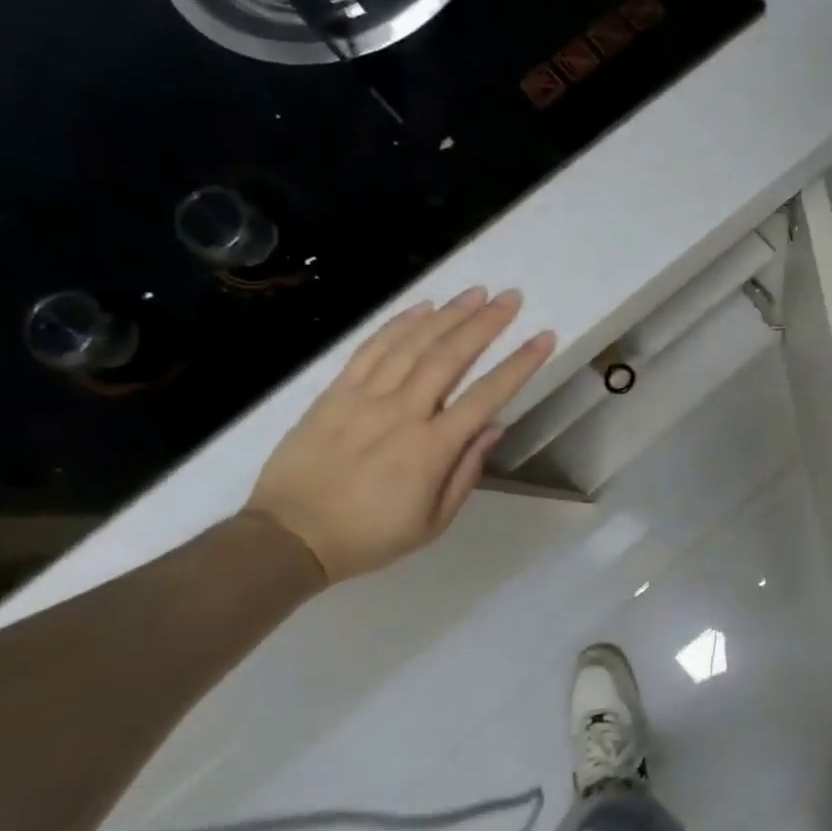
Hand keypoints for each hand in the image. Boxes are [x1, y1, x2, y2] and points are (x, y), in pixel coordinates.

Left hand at [246, 288, 554, 583]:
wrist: (288, 538)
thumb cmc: (370, 536)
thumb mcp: (432, 522)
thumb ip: (466, 471)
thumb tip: (494, 427)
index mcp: (431, 449)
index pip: (486, 395)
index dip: (519, 364)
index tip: (543, 337)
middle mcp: (402, 414)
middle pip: (450, 357)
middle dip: (485, 323)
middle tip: (511, 298)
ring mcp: (364, 399)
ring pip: (412, 345)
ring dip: (447, 314)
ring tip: (475, 292)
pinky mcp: (334, 393)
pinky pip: (369, 350)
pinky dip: (397, 325)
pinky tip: (422, 307)